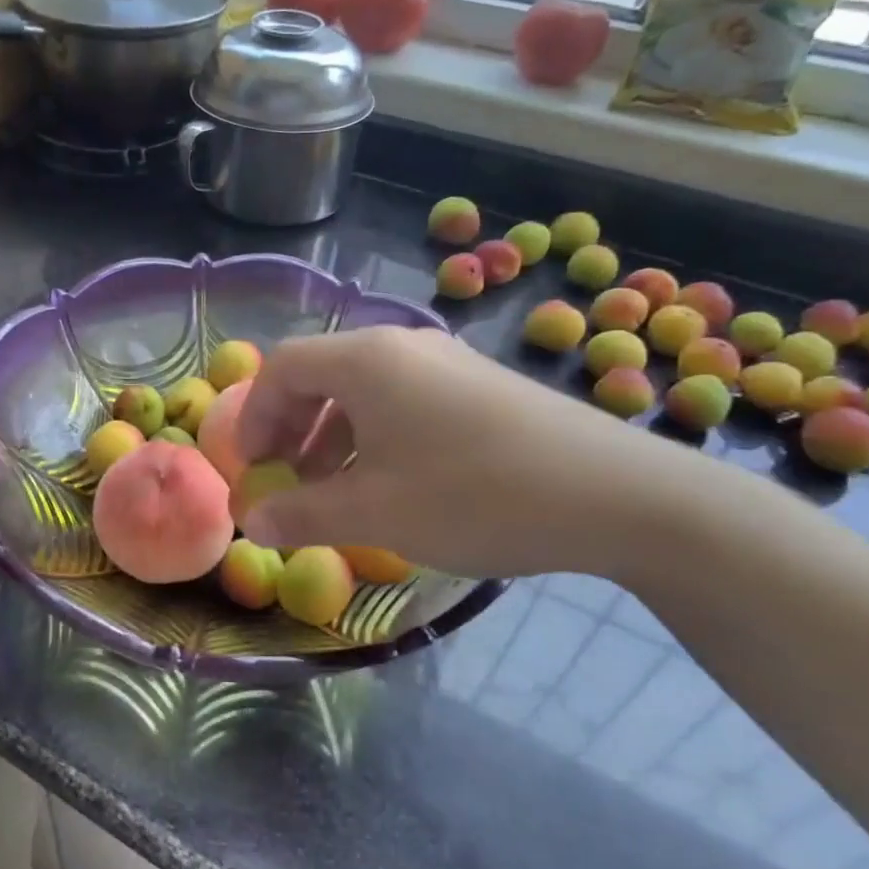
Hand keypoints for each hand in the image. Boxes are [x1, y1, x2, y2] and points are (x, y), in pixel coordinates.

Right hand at [234, 325, 708, 581]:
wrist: (617, 495)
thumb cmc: (474, 495)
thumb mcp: (374, 513)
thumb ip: (301, 515)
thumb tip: (251, 523)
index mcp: (366, 360)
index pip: (282, 368)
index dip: (254, 418)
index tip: (252, 470)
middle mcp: (402, 345)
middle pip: (320, 372)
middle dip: (290, 427)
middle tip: (285, 480)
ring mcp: (447, 361)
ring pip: (363, 388)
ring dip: (331, 434)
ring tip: (332, 489)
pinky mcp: (479, 385)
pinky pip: (404, 399)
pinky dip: (375, 435)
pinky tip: (391, 482)